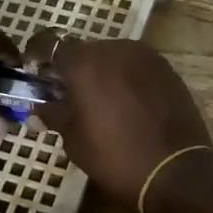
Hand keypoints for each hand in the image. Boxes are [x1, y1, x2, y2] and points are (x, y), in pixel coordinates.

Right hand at [34, 33, 211, 207]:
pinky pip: (136, 66)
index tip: (35, 72)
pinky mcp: (167, 68)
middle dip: (73, 68)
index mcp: (85, 63)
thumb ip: (55, 114)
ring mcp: (145, 56)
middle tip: (69, 96)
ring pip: (112, 56)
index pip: (50, 42)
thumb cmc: (115, 157)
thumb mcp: (74, 141)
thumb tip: (41, 106)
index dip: (38, 55)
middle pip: (84, 50)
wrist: (176, 170)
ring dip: (101, 72)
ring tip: (101, 102)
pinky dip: (126, 78)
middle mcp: (114, 49)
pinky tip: (128, 104)